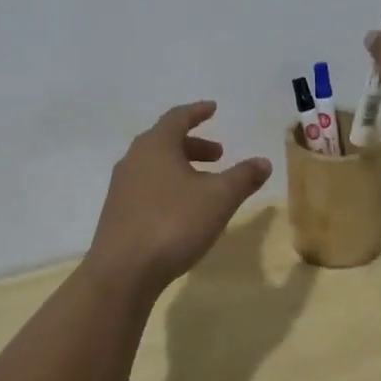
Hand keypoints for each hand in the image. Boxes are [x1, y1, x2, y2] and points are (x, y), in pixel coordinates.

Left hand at [87, 101, 272, 295]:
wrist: (122, 272)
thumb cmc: (173, 223)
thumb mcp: (219, 198)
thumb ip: (243, 177)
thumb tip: (263, 162)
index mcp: (156, 145)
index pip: (178, 117)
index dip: (198, 112)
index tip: (213, 108)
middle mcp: (134, 159)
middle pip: (165, 141)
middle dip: (194, 145)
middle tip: (219, 155)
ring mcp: (121, 187)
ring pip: (156, 166)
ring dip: (182, 168)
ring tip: (205, 185)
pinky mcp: (117, 213)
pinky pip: (147, 188)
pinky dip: (168, 187)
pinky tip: (183, 210)